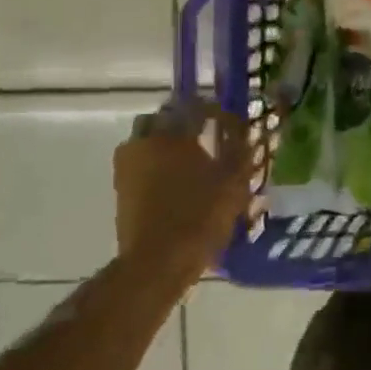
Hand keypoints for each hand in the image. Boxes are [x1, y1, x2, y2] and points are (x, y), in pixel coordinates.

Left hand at [114, 101, 253, 273]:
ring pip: (148, 142)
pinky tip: (177, 182)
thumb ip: (241, 153)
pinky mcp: (121, 190)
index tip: (230, 122)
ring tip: (192, 161)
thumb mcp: (233, 183)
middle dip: (184, 123)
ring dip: (168, 144)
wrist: (157, 263)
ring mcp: (127, 167)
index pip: (195, 106)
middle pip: (163, 119)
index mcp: (173, 135)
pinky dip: (157, 166)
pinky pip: (141, 165)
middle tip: (206, 136)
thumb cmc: (200, 217)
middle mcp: (145, 143)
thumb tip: (249, 134)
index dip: (215, 111)